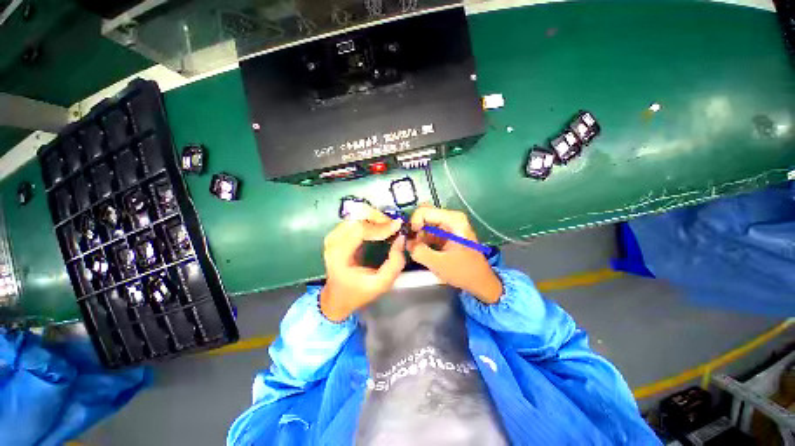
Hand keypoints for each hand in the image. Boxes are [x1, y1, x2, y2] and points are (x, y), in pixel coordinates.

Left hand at [320, 206, 405, 321]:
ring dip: (374, 218)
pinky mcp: (336, 233)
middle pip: (357, 217)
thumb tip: (400, 238)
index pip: (359, 230)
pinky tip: (379, 227)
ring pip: (356, 215)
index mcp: (339, 254)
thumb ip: (395, 263)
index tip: (397, 227)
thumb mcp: (381, 283)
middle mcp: (333, 241)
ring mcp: (333, 235)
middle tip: (393, 226)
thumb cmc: (359, 292)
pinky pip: (355, 219)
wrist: (337, 296)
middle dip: (378, 218)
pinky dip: (369, 220)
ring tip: (388, 227)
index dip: (380, 226)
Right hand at [406, 204, 502, 303]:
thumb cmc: (464, 271)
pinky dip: (422, 239)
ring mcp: (448, 225)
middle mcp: (451, 218)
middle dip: (415, 228)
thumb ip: (418, 251)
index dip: (413, 223)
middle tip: (410, 243)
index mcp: (453, 220)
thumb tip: (406, 242)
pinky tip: (420, 250)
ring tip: (416, 249)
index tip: (410, 238)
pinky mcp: (446, 234)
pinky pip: (429, 231)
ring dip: (418, 235)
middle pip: (424, 214)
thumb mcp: (438, 263)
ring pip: (425, 223)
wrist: (480, 282)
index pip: (424, 211)